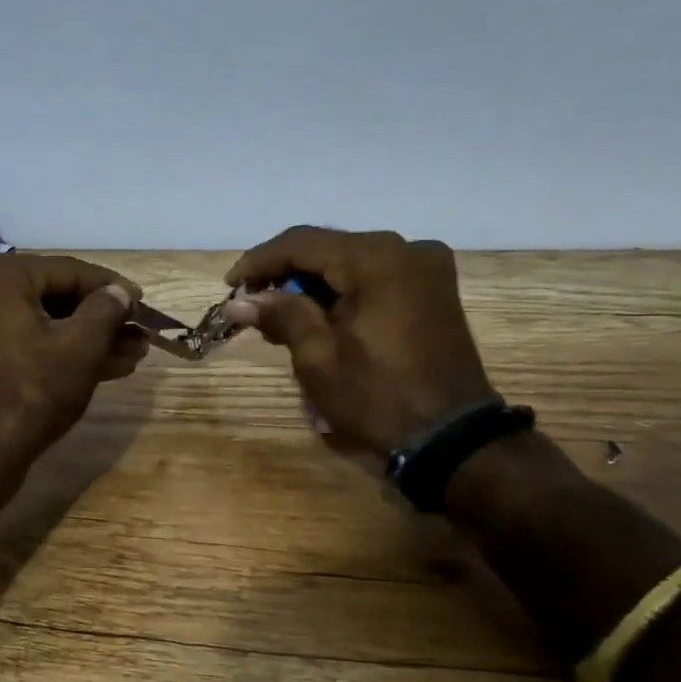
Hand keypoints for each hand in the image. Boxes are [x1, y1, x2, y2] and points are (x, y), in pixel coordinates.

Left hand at [0, 253, 147, 478]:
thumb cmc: (30, 393)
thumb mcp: (80, 349)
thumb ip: (106, 310)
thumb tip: (120, 291)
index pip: (69, 271)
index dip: (113, 288)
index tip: (143, 303)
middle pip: (52, 298)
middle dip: (100, 320)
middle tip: (138, 335)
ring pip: (38, 325)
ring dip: (83, 340)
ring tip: (129, 356)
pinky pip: (19, 345)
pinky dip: (54, 354)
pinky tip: (95, 369)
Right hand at [224, 226, 493, 455]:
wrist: (451, 438)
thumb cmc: (378, 398)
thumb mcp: (319, 359)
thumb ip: (281, 316)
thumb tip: (238, 301)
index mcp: (377, 260)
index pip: (302, 243)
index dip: (259, 261)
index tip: (229, 286)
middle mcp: (406, 249)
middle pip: (327, 248)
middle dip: (285, 274)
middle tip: (251, 305)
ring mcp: (426, 267)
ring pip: (350, 262)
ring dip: (312, 284)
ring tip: (280, 316)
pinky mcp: (433, 288)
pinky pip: (375, 276)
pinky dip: (343, 291)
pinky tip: (320, 315)